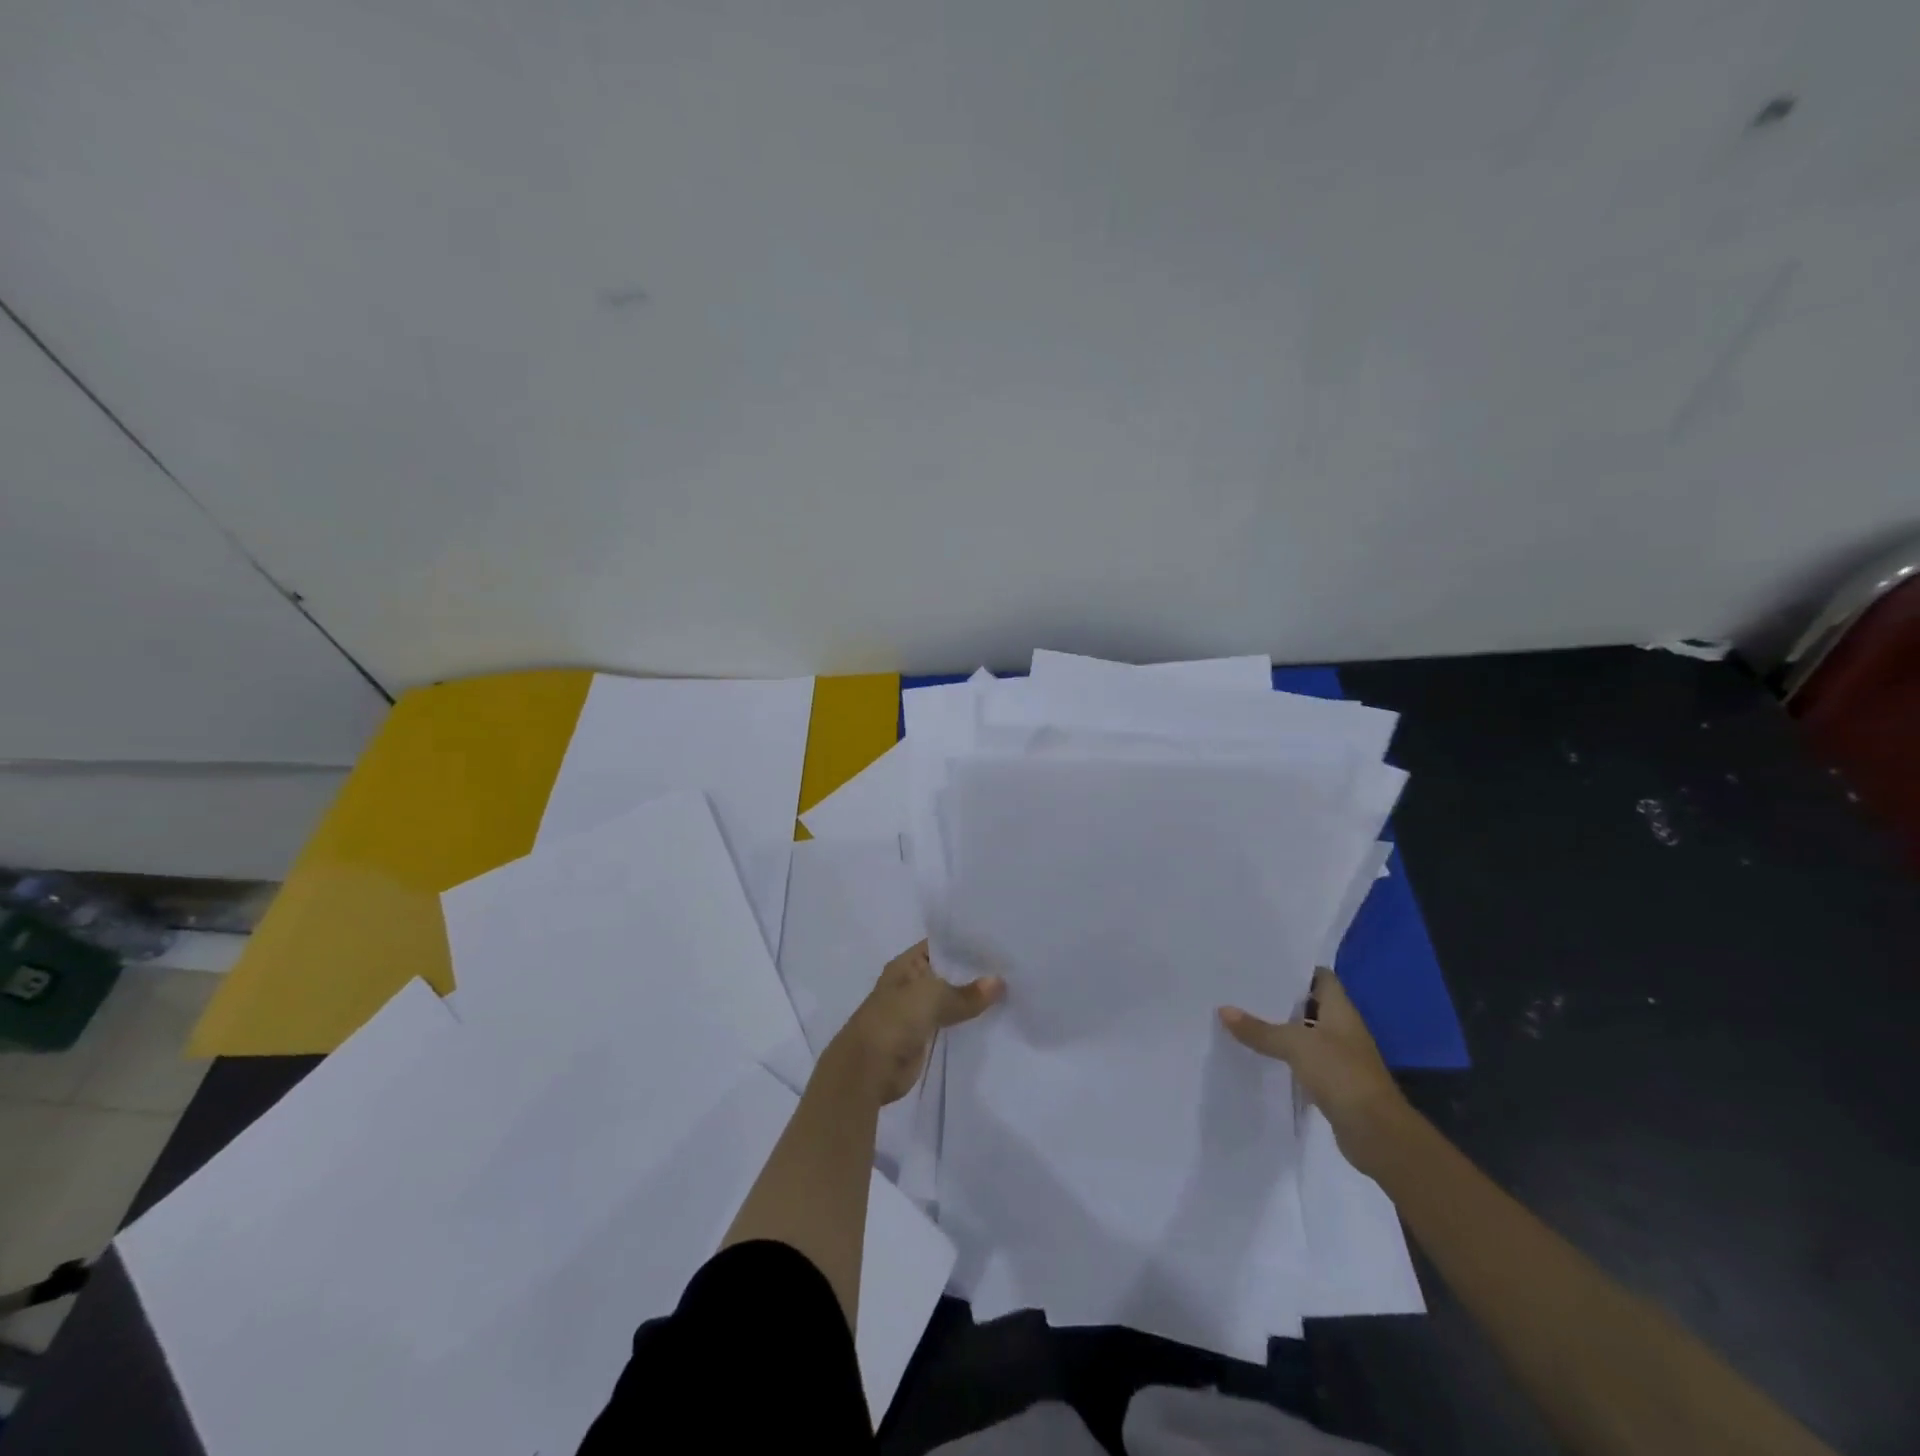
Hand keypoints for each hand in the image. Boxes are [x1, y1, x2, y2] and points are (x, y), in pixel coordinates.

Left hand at [832, 941, 1003, 1104]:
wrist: (869, 1069)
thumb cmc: (895, 1020)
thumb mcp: (933, 997)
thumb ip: (966, 992)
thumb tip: (999, 982)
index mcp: (907, 964)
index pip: (942, 945)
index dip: (967, 943)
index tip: (999, 940)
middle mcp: (912, 983)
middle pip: (948, 972)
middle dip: (975, 971)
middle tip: (1012, 965)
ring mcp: (917, 1010)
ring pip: (951, 999)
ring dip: (974, 999)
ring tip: (1011, 988)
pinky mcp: (924, 1036)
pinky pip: (951, 1023)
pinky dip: (968, 1022)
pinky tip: (995, 1017)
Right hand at [1219, 969, 1409, 1173]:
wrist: (1376, 1133)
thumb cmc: (1341, 1074)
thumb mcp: (1296, 1045)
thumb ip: (1260, 1029)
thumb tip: (1223, 1010)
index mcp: (1341, 1011)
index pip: (1321, 977)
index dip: (1297, 969)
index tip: (1265, 963)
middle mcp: (1342, 1029)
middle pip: (1310, 1005)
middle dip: (1281, 997)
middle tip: (1244, 986)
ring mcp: (1339, 1057)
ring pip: (1305, 1034)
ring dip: (1281, 1028)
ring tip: (1243, 1015)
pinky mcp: (1332, 1083)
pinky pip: (1303, 1061)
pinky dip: (1285, 1056)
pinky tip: (1259, 1053)